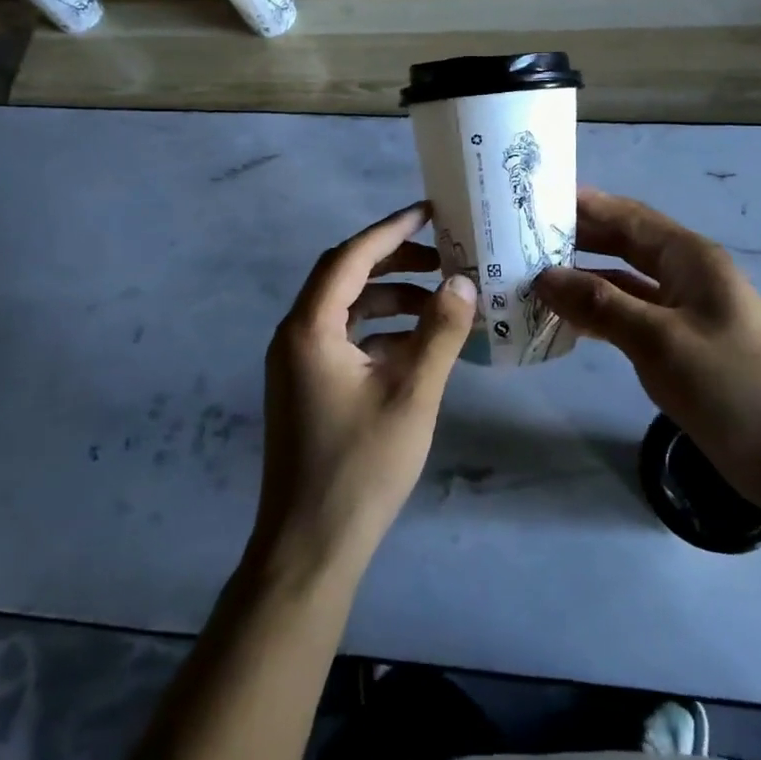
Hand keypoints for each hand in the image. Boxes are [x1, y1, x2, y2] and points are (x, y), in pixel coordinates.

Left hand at [253, 203, 475, 583]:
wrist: (309, 548)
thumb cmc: (361, 467)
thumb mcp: (412, 394)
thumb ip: (440, 332)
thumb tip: (465, 281)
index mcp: (310, 328)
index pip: (350, 256)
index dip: (390, 229)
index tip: (429, 212)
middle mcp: (295, 335)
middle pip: (345, 277)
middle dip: (393, 261)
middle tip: (442, 257)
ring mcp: (297, 363)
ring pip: (346, 310)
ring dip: (390, 299)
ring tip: (440, 302)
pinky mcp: (307, 387)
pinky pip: (344, 340)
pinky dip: (380, 332)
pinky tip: (418, 345)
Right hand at [535, 189, 760, 504]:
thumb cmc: (729, 386)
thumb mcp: (658, 340)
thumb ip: (600, 304)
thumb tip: (543, 276)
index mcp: (690, 258)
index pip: (628, 217)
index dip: (584, 205)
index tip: (536, 198)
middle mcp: (686, 274)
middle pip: (624, 244)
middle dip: (578, 238)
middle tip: (523, 237)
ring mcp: (683, 309)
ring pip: (623, 281)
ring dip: (583, 278)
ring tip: (531, 275)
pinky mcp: (678, 342)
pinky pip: (629, 313)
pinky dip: (598, 312)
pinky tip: (564, 318)